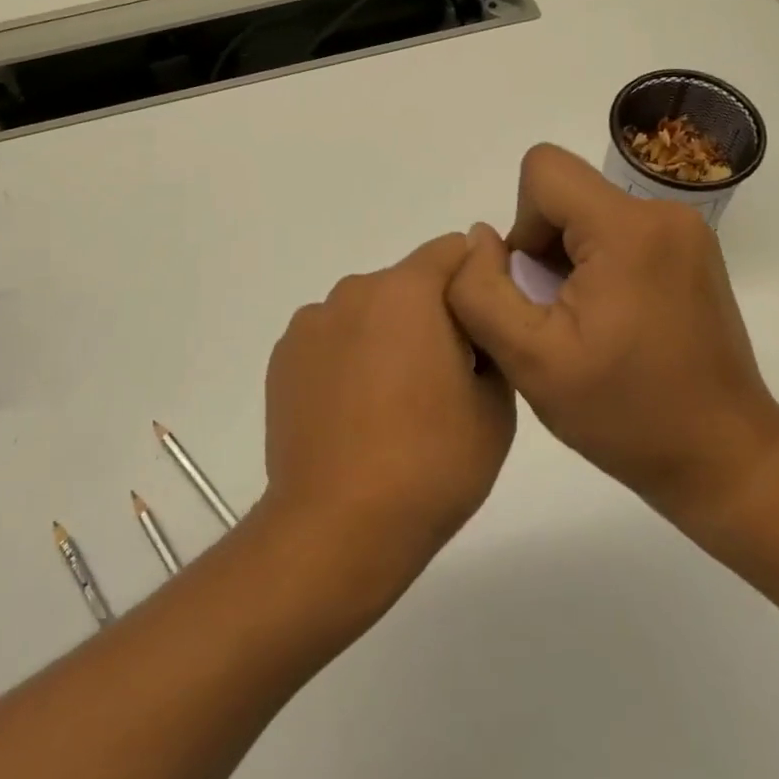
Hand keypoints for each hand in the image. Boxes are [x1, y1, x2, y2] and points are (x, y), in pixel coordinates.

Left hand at [261, 234, 515, 607]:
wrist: (338, 527)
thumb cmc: (430, 464)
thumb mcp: (495, 406)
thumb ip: (491, 338)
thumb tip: (476, 313)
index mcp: (407, 291)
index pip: (454, 250)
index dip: (477, 279)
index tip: (485, 325)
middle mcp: (354, 291)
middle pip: (408, 282)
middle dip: (431, 313)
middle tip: (445, 376)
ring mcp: (311, 323)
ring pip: (367, 311)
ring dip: (386, 335)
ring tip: (392, 403)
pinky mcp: (283, 357)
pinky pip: (332, 339)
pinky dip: (348, 358)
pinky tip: (353, 413)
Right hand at [446, 144, 778, 528]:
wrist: (723, 458)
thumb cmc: (626, 414)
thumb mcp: (530, 361)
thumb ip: (481, 291)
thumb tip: (479, 238)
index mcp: (628, 229)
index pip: (542, 171)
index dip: (521, 224)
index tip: (536, 287)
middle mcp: (664, 213)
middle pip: (565, 194)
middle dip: (543, 249)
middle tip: (556, 318)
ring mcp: (685, 231)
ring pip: (588, 214)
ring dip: (567, 261)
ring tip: (583, 326)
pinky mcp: (691, 252)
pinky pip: (618, 232)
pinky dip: (597, 266)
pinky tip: (609, 322)